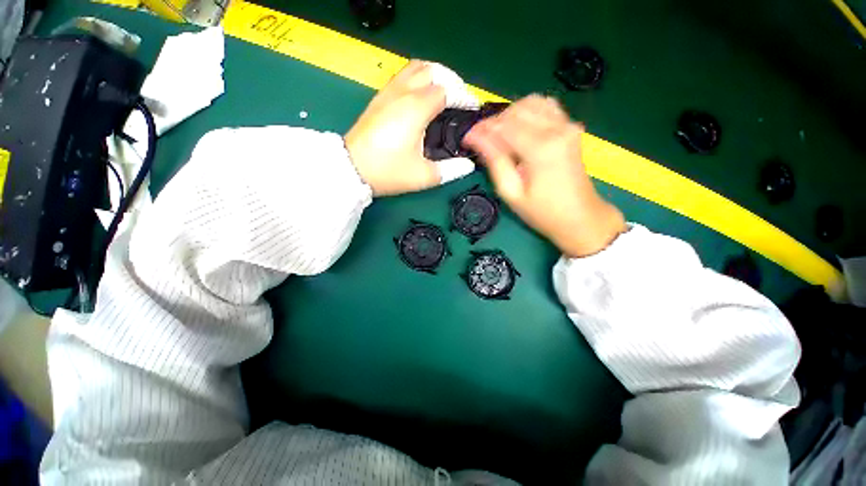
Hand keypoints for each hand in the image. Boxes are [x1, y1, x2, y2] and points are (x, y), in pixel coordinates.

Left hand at [345, 60, 477, 196]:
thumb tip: (467, 165)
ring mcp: (388, 93)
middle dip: (452, 80)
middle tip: (461, 98)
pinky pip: (403, 77)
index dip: (464, 97)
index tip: (472, 108)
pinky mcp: (378, 99)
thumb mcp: (423, 176)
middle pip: (432, 70)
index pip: (447, 90)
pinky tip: (422, 98)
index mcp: (416, 109)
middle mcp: (402, 93)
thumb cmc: (388, 172)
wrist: (351, 169)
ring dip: (434, 75)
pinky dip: (418, 79)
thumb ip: (450, 170)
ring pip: (415, 68)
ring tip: (444, 93)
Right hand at [463, 95, 626, 256]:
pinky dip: (527, 113)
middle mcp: (556, 128)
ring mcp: (567, 125)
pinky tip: (518, 130)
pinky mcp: (571, 128)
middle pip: (516, 110)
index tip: (466, 139)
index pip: (503, 126)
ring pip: (531, 103)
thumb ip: (494, 161)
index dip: (481, 130)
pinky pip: (546, 106)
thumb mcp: (512, 192)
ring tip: (498, 136)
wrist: (581, 218)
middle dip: (493, 122)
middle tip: (480, 140)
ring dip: (509, 115)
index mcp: (541, 148)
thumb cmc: (543, 212)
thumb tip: (476, 138)